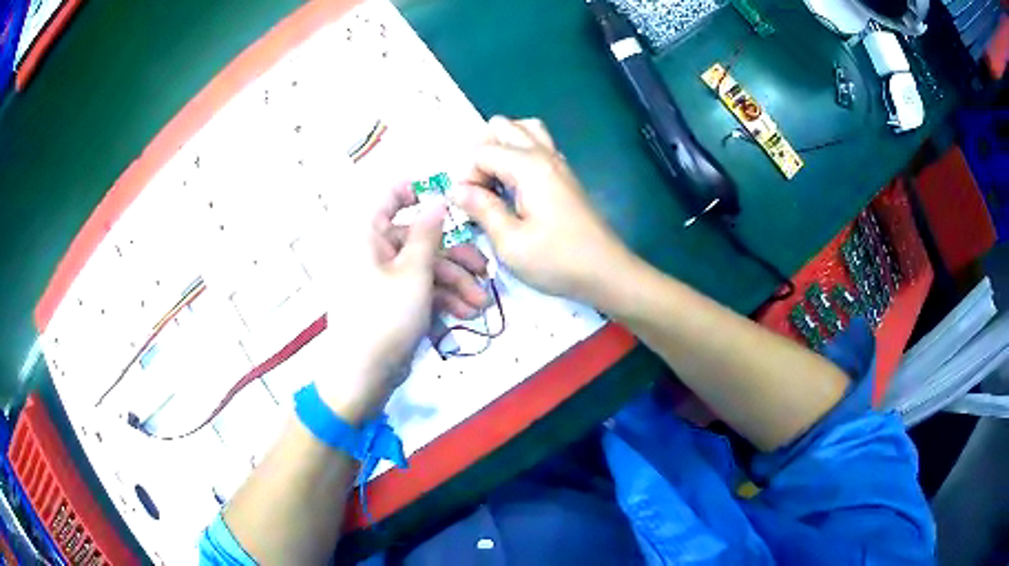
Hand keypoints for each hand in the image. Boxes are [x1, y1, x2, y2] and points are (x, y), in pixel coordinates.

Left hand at [318, 184, 487, 422]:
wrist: (362, 376)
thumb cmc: (384, 316)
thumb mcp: (413, 272)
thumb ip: (428, 233)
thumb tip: (437, 198)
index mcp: (368, 234)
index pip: (390, 196)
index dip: (418, 191)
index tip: (451, 199)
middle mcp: (375, 251)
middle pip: (420, 240)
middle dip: (454, 259)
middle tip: (484, 270)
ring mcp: (384, 279)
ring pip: (425, 269)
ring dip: (454, 285)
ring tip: (479, 305)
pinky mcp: (393, 303)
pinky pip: (419, 291)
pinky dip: (441, 300)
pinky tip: (463, 315)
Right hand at [450, 116, 630, 302]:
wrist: (606, 272)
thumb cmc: (557, 260)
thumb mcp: (510, 243)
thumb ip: (482, 209)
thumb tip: (457, 189)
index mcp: (529, 166)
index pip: (482, 151)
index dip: (467, 176)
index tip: (470, 206)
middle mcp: (544, 154)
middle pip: (503, 127)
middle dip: (482, 153)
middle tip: (480, 188)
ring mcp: (558, 162)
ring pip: (524, 130)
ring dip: (503, 148)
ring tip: (495, 181)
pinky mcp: (565, 175)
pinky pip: (538, 146)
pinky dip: (520, 154)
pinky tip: (516, 186)